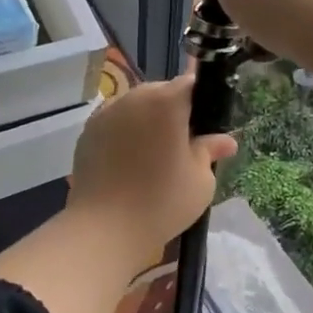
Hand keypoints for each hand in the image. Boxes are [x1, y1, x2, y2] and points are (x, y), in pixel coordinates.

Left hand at [65, 76, 236, 271]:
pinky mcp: (87, 132)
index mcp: (166, 101)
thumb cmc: (162, 202)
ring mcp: (106, 113)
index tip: (205, 125)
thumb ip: (210, 151)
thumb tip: (225, 141)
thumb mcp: (200, 180)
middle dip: (173, 110)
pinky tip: (129, 164)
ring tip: (154, 156)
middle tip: (182, 144)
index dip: (201, 101)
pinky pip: (115, 123)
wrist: (104, 228)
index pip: (191, 84)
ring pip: (135, 107)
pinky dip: (125, 135)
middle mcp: (134, 97)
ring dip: (147, 122)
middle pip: (161, 92)